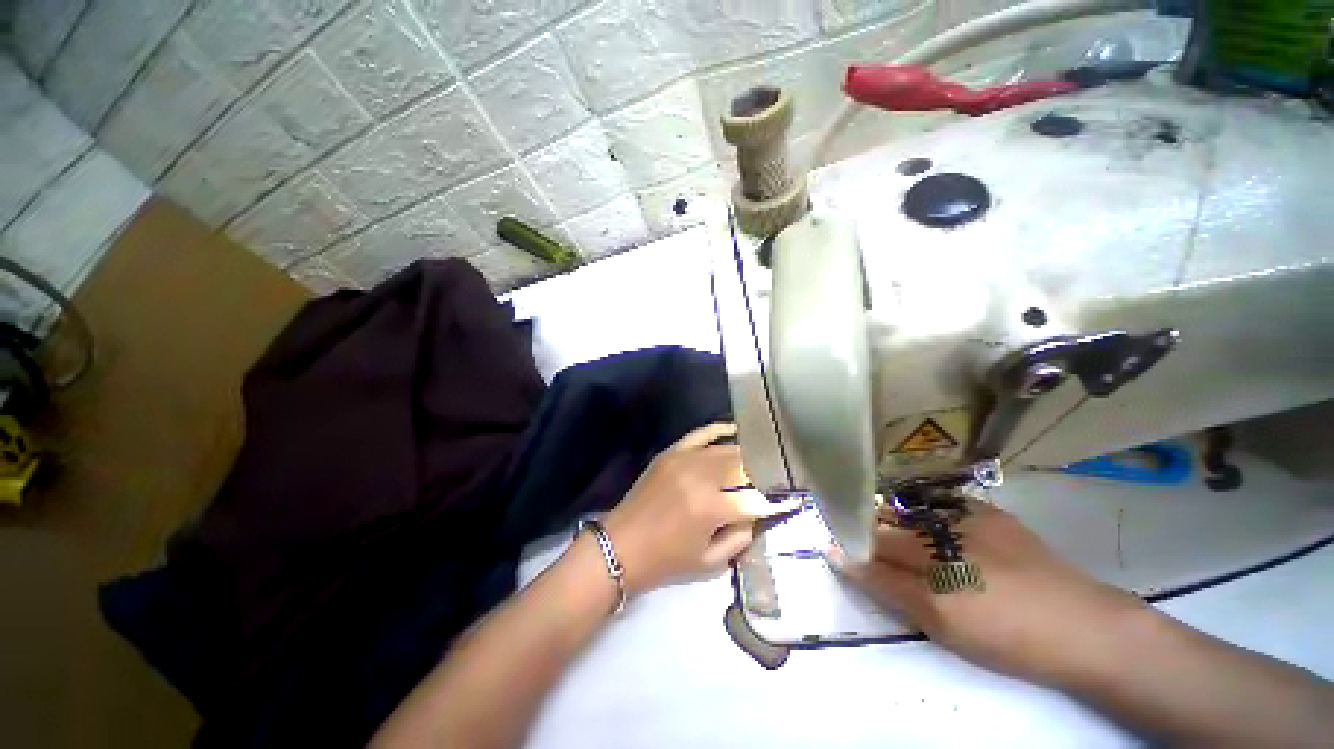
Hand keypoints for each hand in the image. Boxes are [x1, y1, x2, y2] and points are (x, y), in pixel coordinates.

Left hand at [604, 423, 798, 594]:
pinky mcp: (672, 452)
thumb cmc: (667, 560)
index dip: (775, 501)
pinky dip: (720, 429)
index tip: (789, 501)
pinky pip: (701, 434)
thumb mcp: (710, 562)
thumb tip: (758, 513)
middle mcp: (701, 477)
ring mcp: (685, 459)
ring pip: (726, 449)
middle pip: (744, 465)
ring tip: (761, 458)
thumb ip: (741, 537)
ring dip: (746, 454)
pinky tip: (735, 430)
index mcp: (712, 508)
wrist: (622, 544)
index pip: (756, 499)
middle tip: (775, 478)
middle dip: (763, 472)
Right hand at [831, 499, 1150, 684]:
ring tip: (883, 529)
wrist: (1081, 626)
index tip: (830, 544)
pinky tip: (923, 522)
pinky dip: (921, 511)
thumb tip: (839, 555)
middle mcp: (936, 527)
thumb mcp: (938, 623)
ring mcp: (962, 514)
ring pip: (904, 509)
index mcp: (923, 559)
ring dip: (888, 518)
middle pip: (881, 523)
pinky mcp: (985, 511)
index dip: (846, 544)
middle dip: (862, 528)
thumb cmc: (1005, 635)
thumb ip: (886, 586)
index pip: (867, 544)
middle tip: (852, 537)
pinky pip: (936, 503)